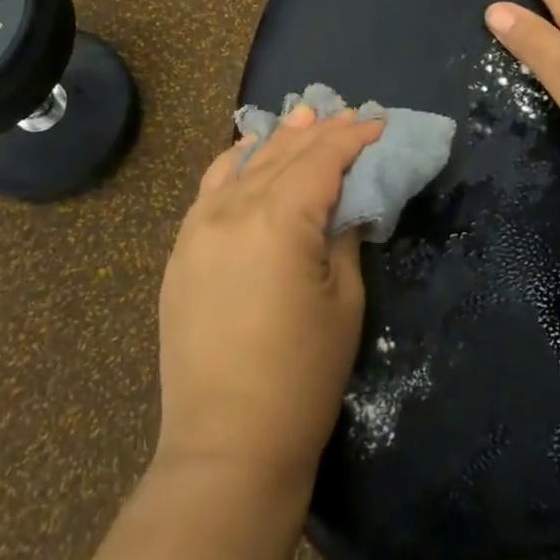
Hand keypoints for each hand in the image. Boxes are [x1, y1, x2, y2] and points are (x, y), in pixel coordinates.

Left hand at [156, 104, 384, 493]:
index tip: (378, 123)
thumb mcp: (344, 301)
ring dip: (277, 140)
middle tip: (349, 113)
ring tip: (303, 117)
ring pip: (243, 165)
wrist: (227, 446)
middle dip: (320, 132)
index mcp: (279, 220)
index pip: (321, 160)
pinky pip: (209, 189)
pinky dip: (233, 164)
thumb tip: (344, 205)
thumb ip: (342, 237)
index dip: (353, 138)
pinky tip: (247, 152)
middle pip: (283, 155)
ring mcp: (198, 228)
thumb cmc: (303, 377)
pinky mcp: (181, 251)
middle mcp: (233, 210)